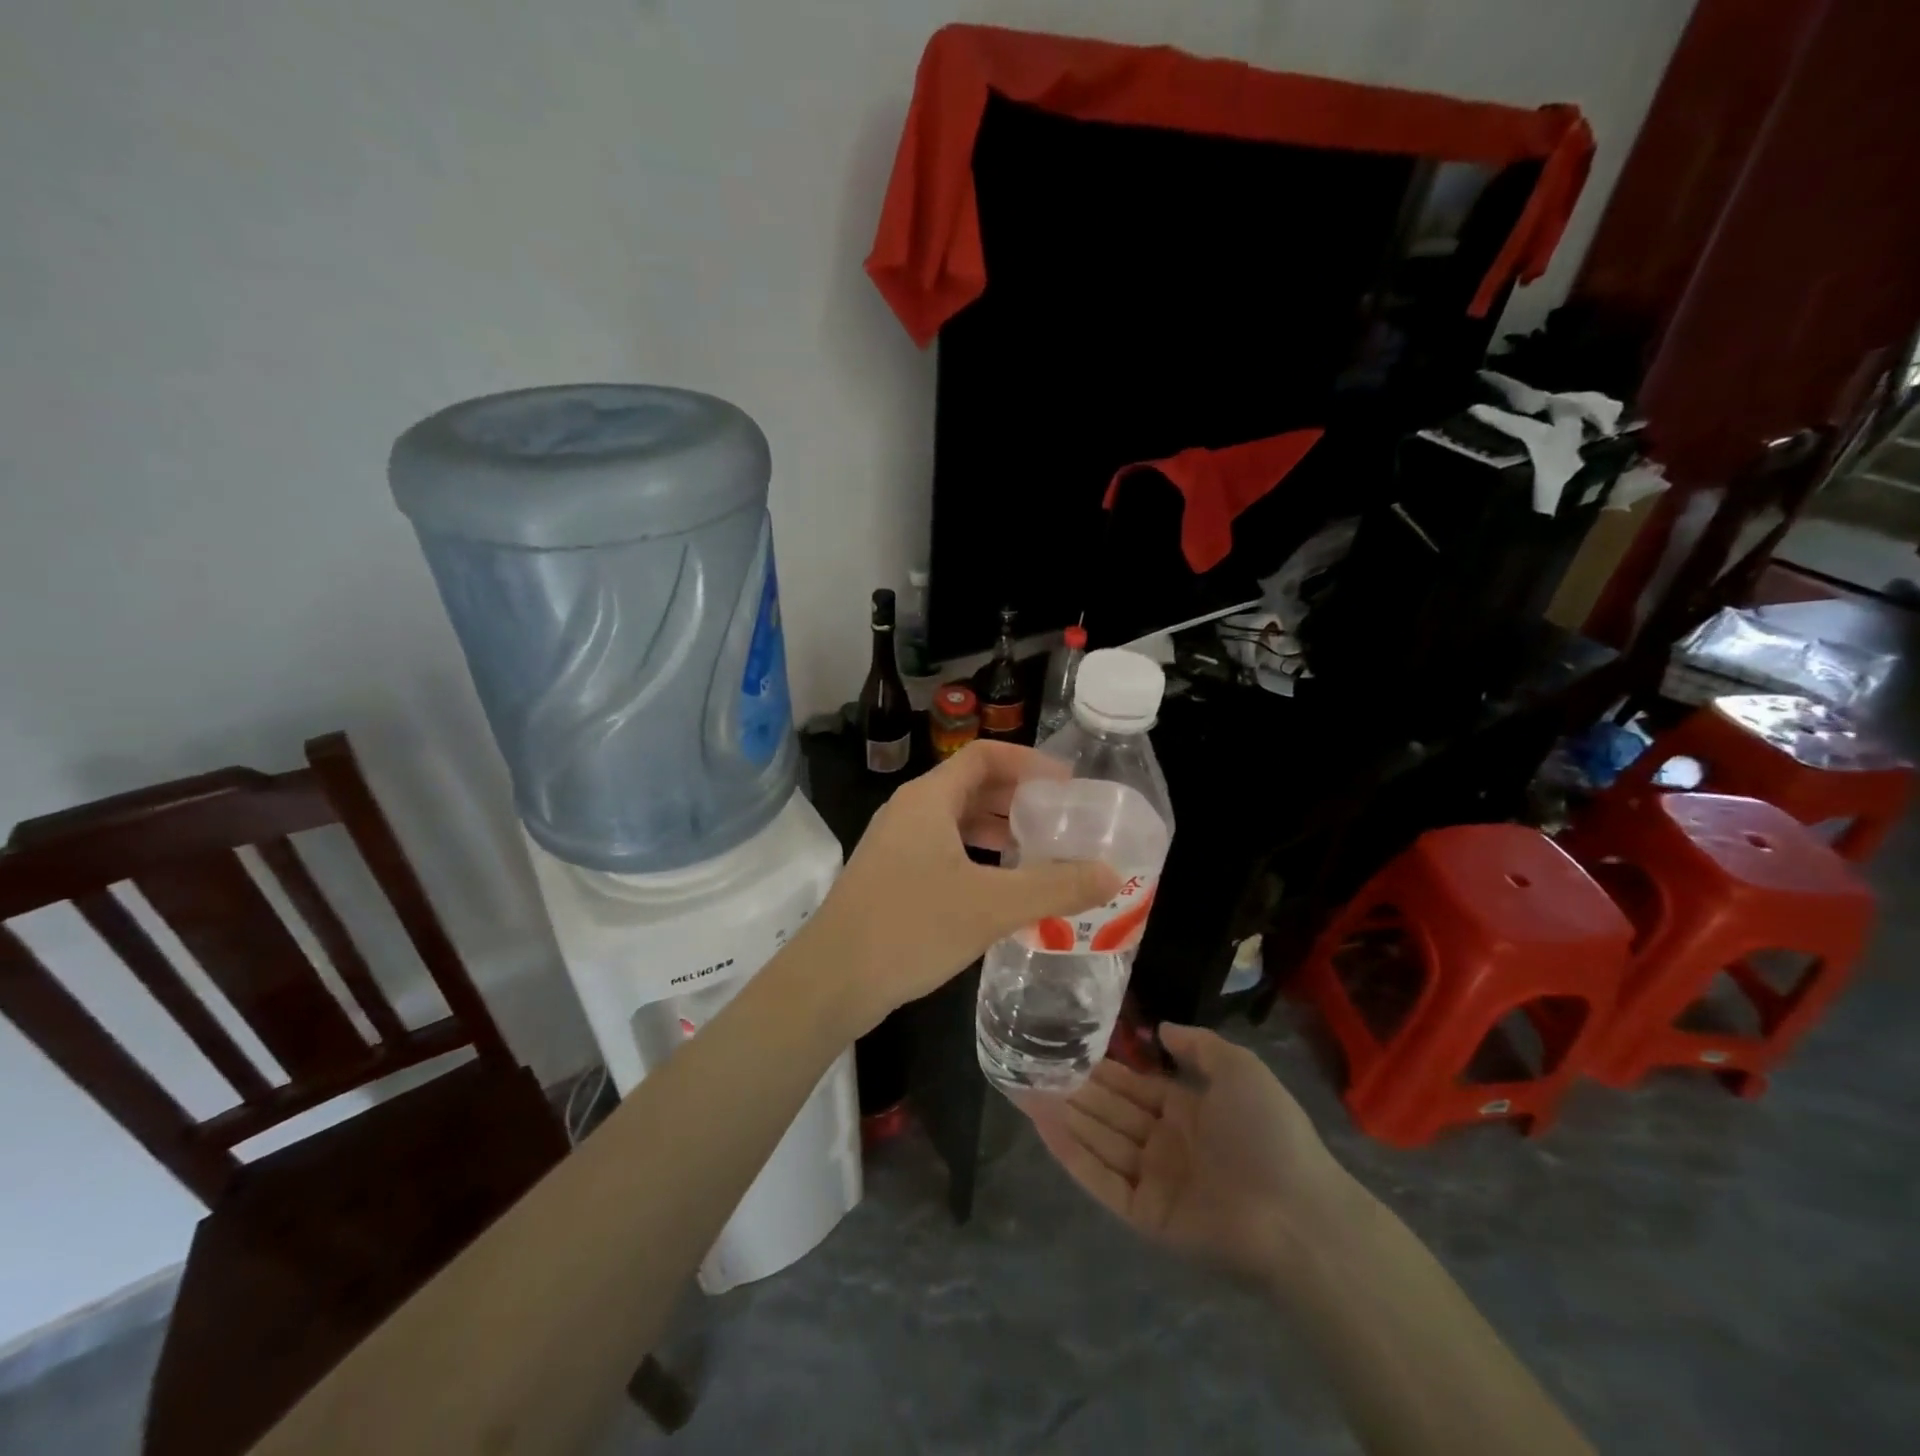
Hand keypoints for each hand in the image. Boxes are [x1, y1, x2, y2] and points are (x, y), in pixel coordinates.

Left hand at [799, 741, 1119, 1033]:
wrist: (832, 980)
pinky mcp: (890, 876)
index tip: (1068, 784)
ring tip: (1040, 852)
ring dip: (998, 830)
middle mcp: (909, 811)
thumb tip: (1113, 873)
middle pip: (971, 786)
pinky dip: (976, 856)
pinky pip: (942, 850)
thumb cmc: (911, 928)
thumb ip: (1056, 887)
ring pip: (955, 821)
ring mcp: (895, 844)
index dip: (1029, 762)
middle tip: (1061, 820)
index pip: (984, 756)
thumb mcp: (992, 906)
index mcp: (928, 799)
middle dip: (1018, 798)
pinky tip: (1000, 888)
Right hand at [1025, 1025, 1360, 1285]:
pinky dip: (1071, 1154)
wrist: (1298, 1213)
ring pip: (1098, 1140)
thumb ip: (1199, 1045)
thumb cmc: (1269, 1133)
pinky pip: (1101, 1180)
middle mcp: (1164, 1143)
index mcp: (1186, 1111)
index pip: (1131, 1085)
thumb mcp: (1239, 1069)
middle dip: (1071, 1088)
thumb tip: (1161, 1029)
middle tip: (1028, 1063)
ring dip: (1062, 1115)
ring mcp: (1152, 1180)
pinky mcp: (1143, 1215)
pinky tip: (1042, 1126)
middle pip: (1108, 1111)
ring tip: (1022, 1088)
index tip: (1063, 1045)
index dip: (1099, 1066)